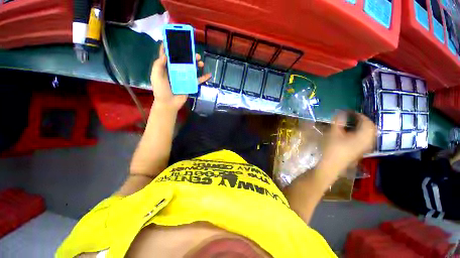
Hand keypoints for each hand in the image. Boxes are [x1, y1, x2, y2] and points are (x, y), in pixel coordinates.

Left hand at [150, 44, 210, 110]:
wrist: (169, 103)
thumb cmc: (161, 90)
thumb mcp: (156, 76)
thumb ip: (159, 64)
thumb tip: (166, 53)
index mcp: (167, 67)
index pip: (169, 55)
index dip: (171, 47)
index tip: (174, 39)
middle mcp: (176, 71)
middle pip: (183, 60)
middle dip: (188, 55)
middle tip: (193, 52)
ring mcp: (184, 77)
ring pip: (192, 68)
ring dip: (197, 64)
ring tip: (201, 62)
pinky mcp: (190, 84)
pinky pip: (198, 80)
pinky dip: (203, 78)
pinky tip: (209, 75)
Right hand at [319, 112, 376, 178]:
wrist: (332, 165)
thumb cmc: (332, 148)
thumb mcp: (333, 133)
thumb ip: (338, 122)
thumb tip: (341, 112)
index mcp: (363, 136)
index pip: (366, 121)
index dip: (358, 115)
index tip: (348, 111)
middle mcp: (368, 141)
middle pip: (371, 127)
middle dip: (363, 120)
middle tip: (352, 116)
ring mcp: (366, 147)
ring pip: (370, 133)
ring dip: (363, 126)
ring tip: (353, 123)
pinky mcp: (362, 151)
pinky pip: (367, 138)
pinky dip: (363, 133)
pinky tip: (354, 133)